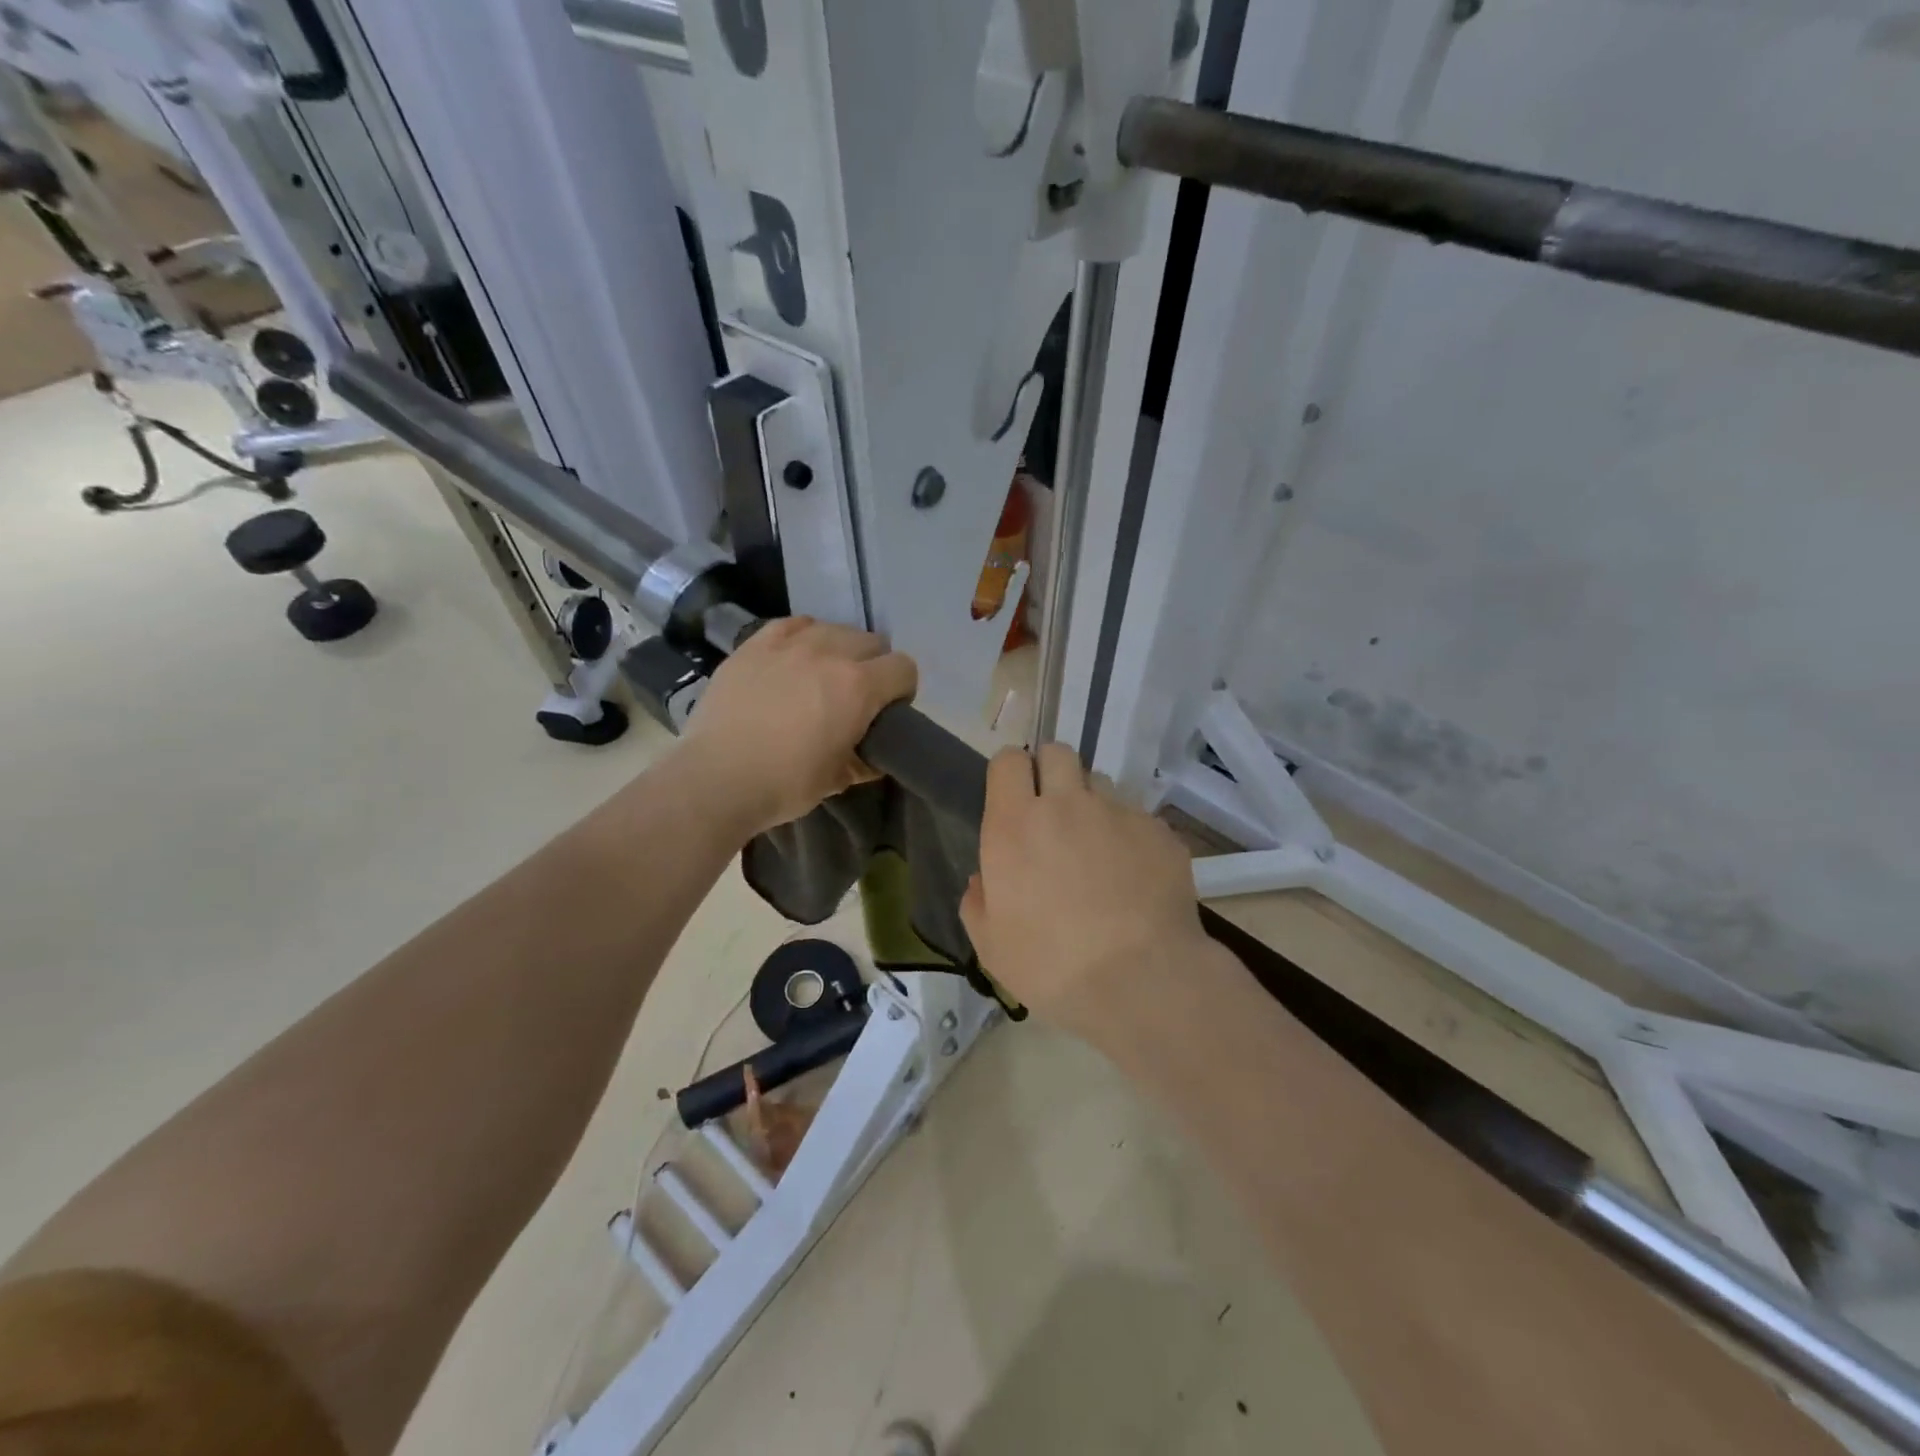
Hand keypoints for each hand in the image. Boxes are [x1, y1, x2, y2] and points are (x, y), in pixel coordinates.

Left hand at [678, 617, 916, 837]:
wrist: (717, 778)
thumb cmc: (785, 784)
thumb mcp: (837, 779)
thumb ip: (864, 760)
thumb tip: (873, 756)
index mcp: (859, 686)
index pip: (904, 668)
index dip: (902, 689)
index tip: (889, 710)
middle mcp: (830, 652)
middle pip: (872, 641)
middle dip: (874, 666)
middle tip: (856, 696)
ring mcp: (789, 643)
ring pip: (833, 629)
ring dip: (839, 649)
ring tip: (822, 675)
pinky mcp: (755, 643)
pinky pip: (793, 625)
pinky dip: (803, 637)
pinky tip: (794, 658)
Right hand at [960, 744, 1208, 1036]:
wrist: (1141, 981)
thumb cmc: (1052, 966)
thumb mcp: (991, 946)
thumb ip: (978, 902)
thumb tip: (983, 879)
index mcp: (1014, 825)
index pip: (1008, 760)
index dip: (1011, 773)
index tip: (1014, 798)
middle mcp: (1065, 804)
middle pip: (1057, 753)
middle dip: (1052, 772)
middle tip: (1054, 814)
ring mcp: (1117, 813)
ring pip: (1100, 783)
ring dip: (1092, 804)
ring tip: (1099, 849)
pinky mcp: (1158, 831)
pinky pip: (1138, 817)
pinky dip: (1131, 836)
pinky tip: (1135, 876)